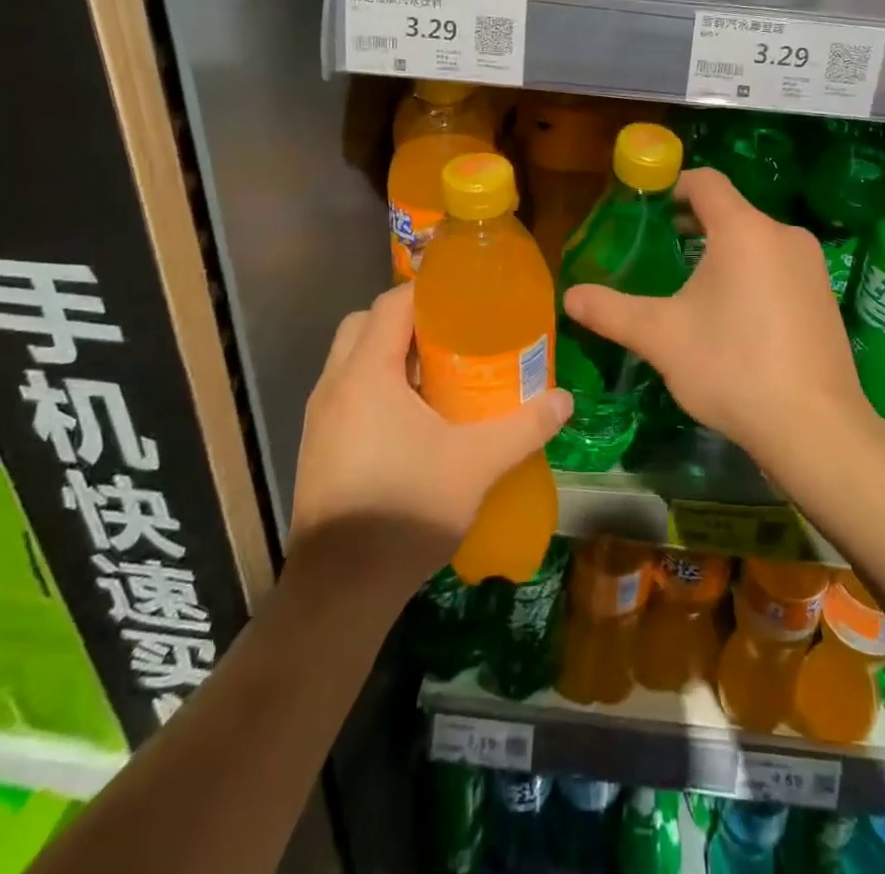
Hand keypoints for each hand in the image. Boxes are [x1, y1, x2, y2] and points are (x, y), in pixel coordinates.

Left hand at [290, 284, 572, 587]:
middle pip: (365, 324)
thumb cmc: (407, 509)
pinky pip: (348, 392)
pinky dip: (378, 386)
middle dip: (407, 320)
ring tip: (440, 373)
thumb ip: (524, 426)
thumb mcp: (477, 464)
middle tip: (452, 335)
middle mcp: (334, 385)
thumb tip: (566, 400)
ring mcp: (319, 418)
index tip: (466, 299)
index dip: (428, 292)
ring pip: (353, 359)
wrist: (339, 591)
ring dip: (391, 354)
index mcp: (366, 374)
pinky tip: (415, 419)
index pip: (391, 304)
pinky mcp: (318, 447)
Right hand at [563, 167, 872, 477]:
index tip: (647, 208)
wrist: (815, 427)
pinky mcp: (825, 296)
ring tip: (692, 288)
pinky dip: (752, 275)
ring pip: (757, 241)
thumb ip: (612, 311)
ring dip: (723, 253)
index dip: (673, 186)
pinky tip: (736, 318)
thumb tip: (569, 296)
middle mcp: (784, 235)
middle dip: (694, 225)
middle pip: (731, 212)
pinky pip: (779, 267)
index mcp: (744, 229)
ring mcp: (811, 266)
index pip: (706, 182)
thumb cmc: (732, 367)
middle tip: (659, 250)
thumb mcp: (661, 337)